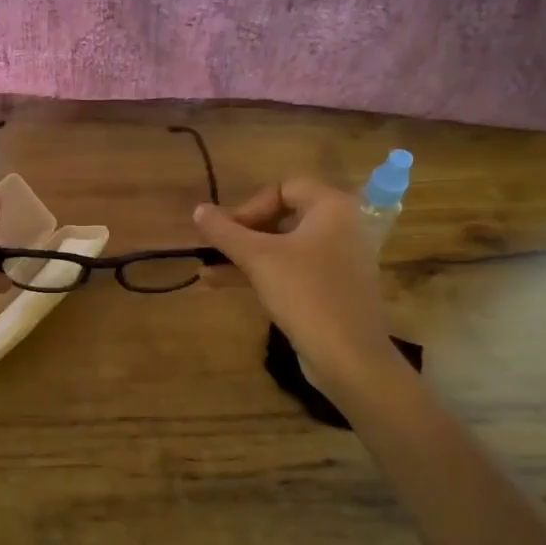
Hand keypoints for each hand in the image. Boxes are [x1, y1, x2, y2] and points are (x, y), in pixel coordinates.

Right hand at [193, 178, 397, 379]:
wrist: (348, 355)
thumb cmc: (304, 293)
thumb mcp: (258, 258)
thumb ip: (225, 232)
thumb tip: (197, 210)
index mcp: (332, 208)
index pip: (283, 188)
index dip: (249, 206)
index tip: (226, 231)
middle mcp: (340, 227)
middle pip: (282, 216)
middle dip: (243, 232)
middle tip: (216, 248)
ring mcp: (337, 259)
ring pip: (283, 246)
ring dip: (245, 255)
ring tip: (207, 269)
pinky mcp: (330, 288)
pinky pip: (291, 269)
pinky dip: (261, 272)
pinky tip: (222, 284)